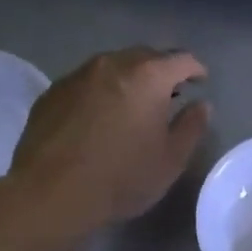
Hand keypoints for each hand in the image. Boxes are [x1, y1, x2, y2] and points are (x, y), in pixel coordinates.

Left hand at [6, 48, 211, 232]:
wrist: (50, 194)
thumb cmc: (121, 177)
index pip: (181, 59)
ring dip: (127, 80)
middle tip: (167, 95)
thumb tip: (201, 105)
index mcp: (148, 76)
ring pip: (112, 67)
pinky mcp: (52, 92)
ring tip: (131, 105)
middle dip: (160, 71)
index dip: (195, 69)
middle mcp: (112, 64)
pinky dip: (99, 92)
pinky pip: (85, 83)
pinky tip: (97, 118)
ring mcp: (78, 75)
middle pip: (145, 57)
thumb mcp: (171, 160)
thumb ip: (192, 126)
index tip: (200, 82)